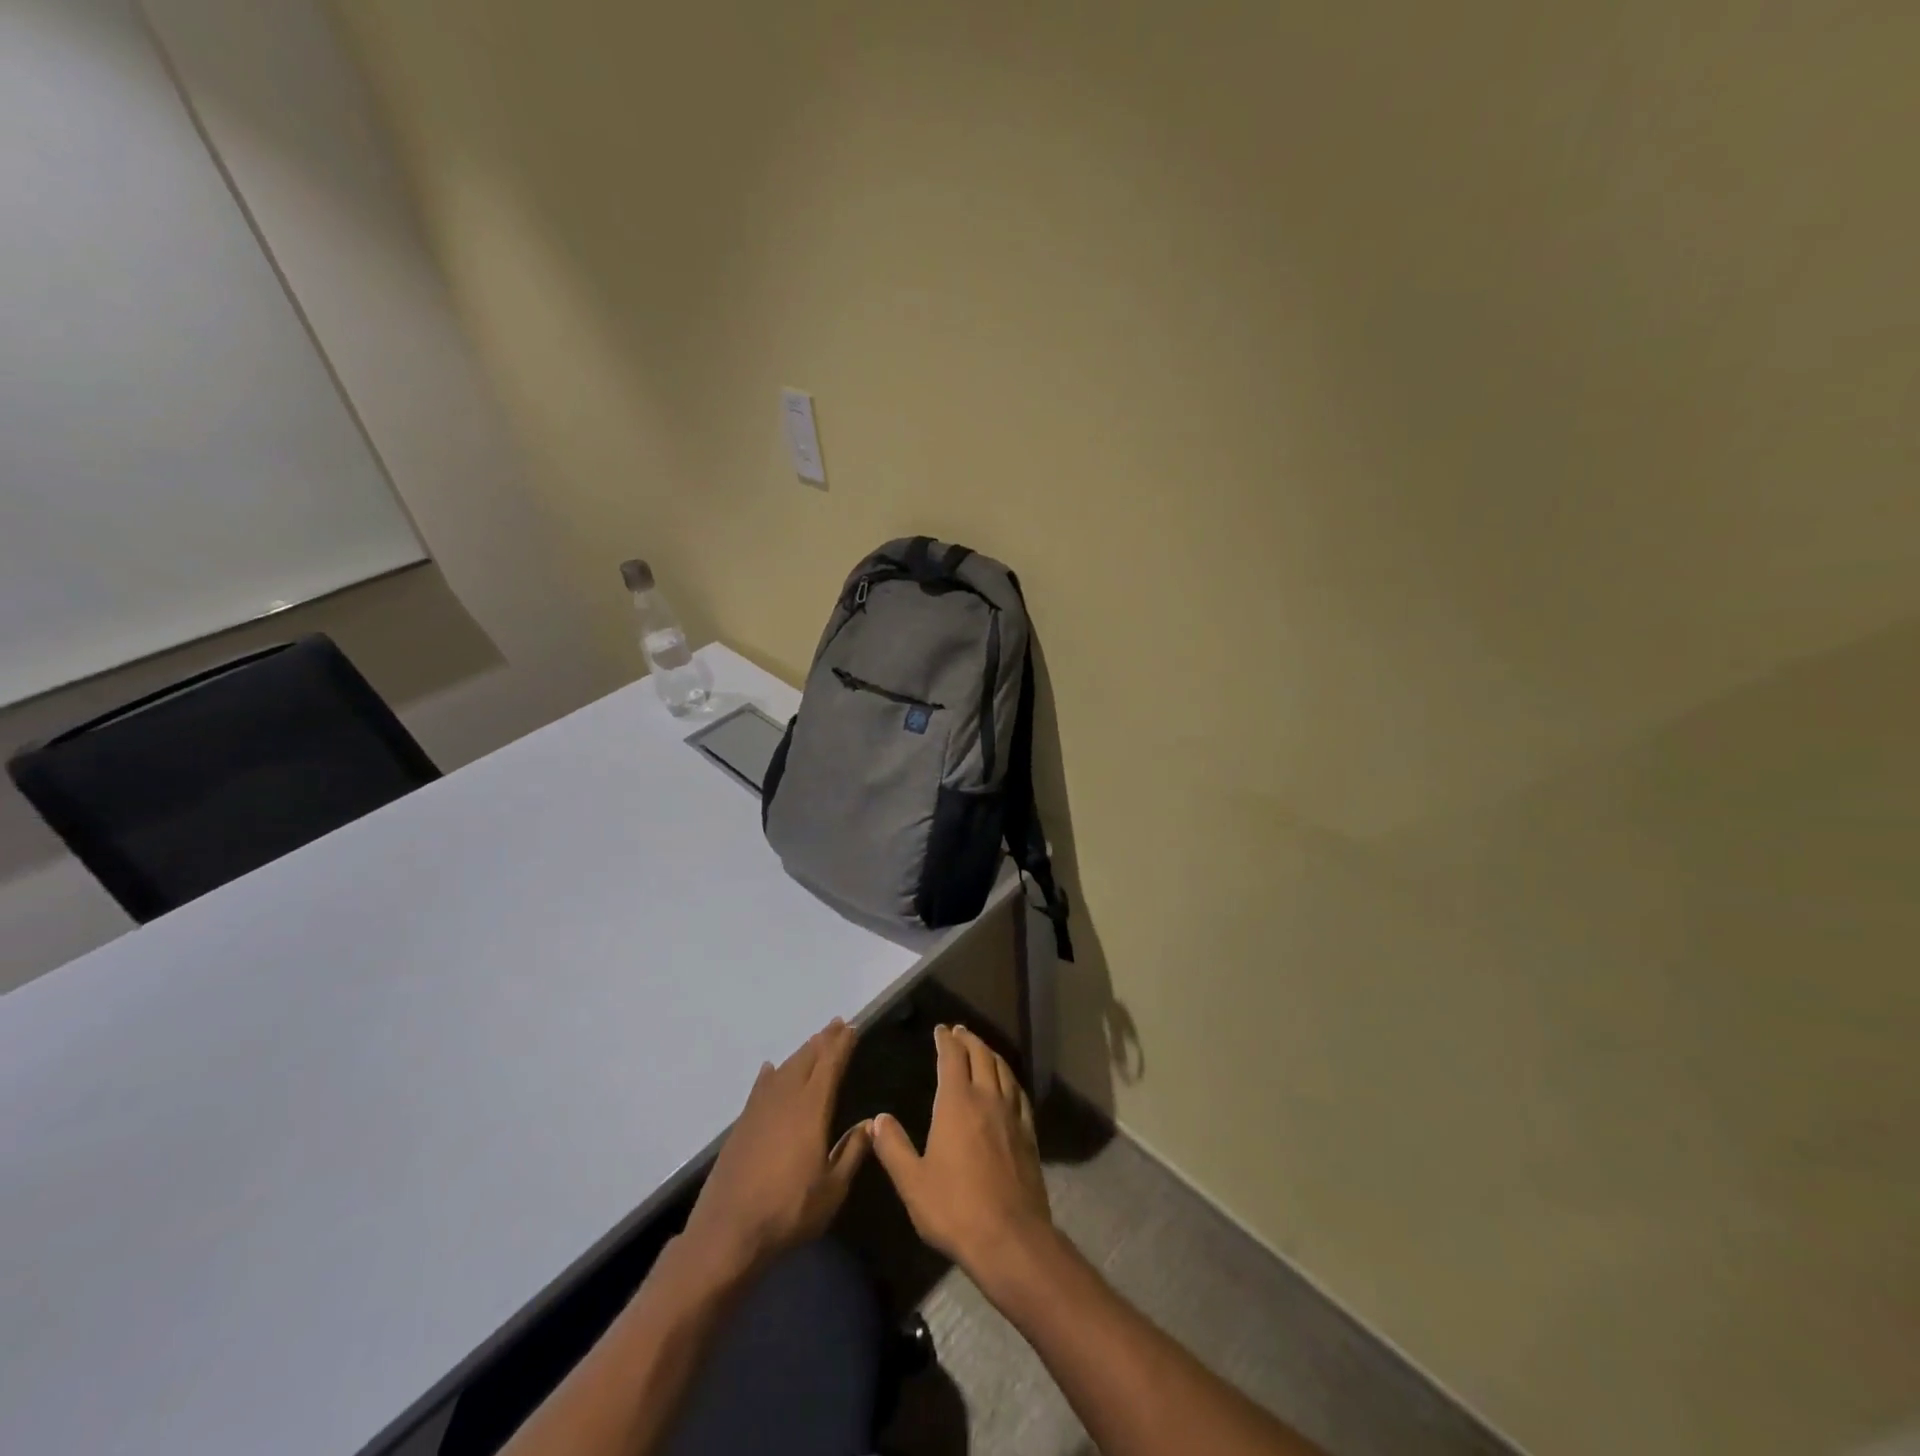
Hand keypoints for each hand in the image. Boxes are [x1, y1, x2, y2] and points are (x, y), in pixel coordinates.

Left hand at [680, 1019, 870, 1279]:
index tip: (851, 1027)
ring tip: (814, 1042)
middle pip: (806, 1059)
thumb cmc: (788, 1212)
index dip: (841, 1045)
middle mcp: (785, 1099)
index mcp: (811, 1109)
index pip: (830, 1065)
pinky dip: (770, 1075)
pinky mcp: (741, 1125)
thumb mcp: (832, 1189)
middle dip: (823, 1040)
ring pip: (784, 1069)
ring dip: (800, 1053)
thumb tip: (870, 1123)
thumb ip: (852, 1152)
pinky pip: (760, 1087)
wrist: (727, 1233)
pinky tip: (770, 1069)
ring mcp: (759, 1110)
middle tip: (836, 1024)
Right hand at [872, 1025, 1053, 1283]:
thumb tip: (877, 1119)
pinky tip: (1008, 1084)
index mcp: (957, 1103)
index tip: (940, 1029)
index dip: (945, 1040)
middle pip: (981, 1055)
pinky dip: (1010, 1078)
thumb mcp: (912, 1182)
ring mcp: (1012, 1115)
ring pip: (1003, 1070)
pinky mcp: (1029, 1133)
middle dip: (969, 1039)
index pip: (952, 1058)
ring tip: (982, 1048)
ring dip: (990, 1053)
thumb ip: (893, 1148)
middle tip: (959, 1031)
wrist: (1010, 1238)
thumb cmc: (955, 1209)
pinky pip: (1019, 1093)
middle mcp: (987, 1098)